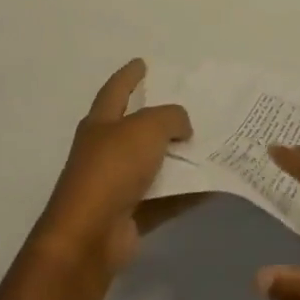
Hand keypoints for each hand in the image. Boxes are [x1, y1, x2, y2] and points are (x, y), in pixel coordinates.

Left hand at [31, 60, 193, 278]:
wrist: (89, 236)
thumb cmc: (113, 168)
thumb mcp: (147, 127)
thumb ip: (171, 118)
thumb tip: (182, 127)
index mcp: (101, 123)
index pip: (117, 90)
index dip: (130, 75)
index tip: (142, 62)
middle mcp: (104, 151)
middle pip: (134, 128)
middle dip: (157, 117)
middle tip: (188, 107)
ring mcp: (115, 185)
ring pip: (152, 164)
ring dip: (176, 157)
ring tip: (207, 145)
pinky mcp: (129, 215)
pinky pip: (164, 198)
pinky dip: (185, 192)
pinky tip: (210, 186)